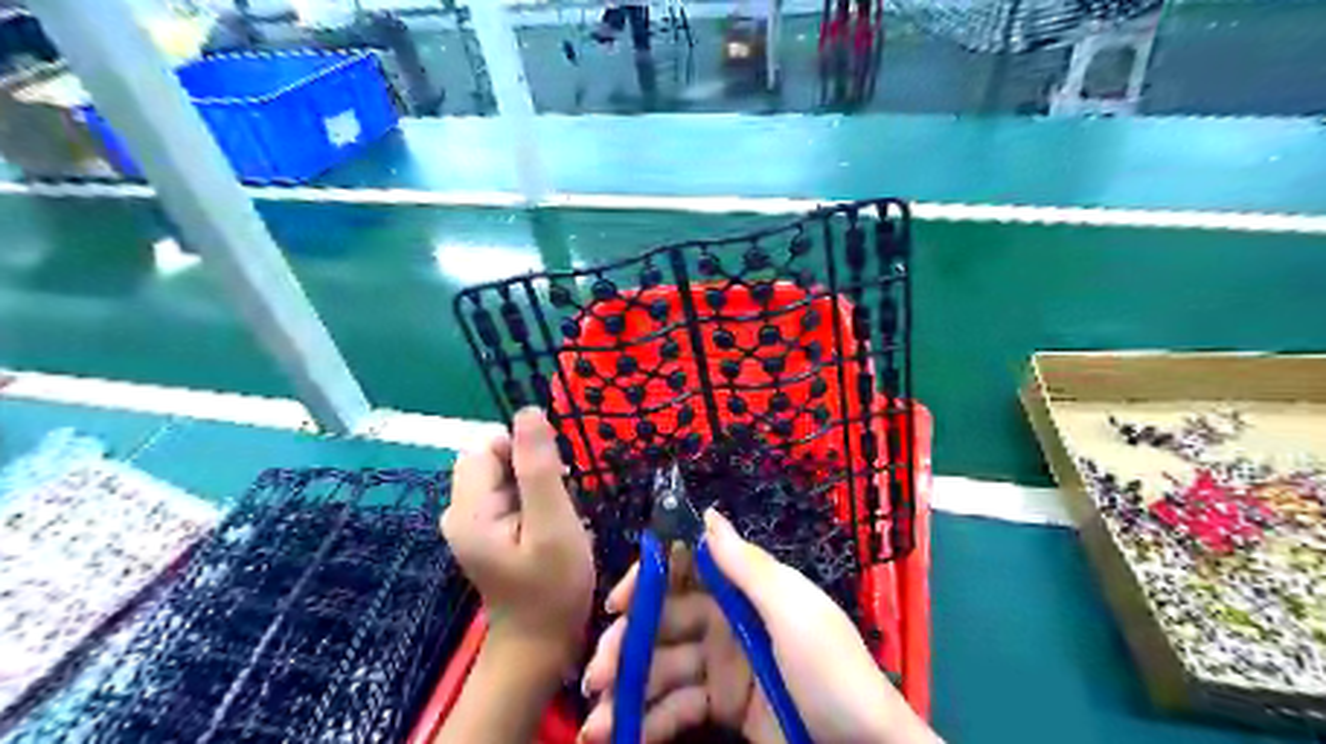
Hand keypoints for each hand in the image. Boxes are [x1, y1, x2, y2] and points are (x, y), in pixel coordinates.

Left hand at [441, 406, 593, 669]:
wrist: (541, 646)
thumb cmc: (552, 588)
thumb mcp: (553, 524)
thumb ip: (539, 467)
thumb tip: (528, 411)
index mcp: (468, 509)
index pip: (487, 445)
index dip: (523, 450)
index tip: (556, 477)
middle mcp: (459, 512)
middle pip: (493, 459)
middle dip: (531, 468)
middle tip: (560, 501)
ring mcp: (471, 524)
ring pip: (504, 476)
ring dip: (535, 484)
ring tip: (559, 517)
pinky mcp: (486, 533)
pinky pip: (508, 495)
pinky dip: (532, 500)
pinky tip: (551, 525)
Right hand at [578, 508, 930, 743]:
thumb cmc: (830, 670)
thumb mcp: (792, 611)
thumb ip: (746, 565)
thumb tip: (707, 513)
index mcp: (744, 590)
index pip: (686, 571)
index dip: (649, 581)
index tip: (617, 603)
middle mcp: (726, 621)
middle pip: (663, 623)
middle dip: (627, 646)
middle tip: (596, 677)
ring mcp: (721, 666)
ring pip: (662, 668)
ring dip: (628, 692)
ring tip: (598, 726)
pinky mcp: (722, 707)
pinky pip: (677, 707)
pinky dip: (650, 722)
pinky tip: (625, 737)